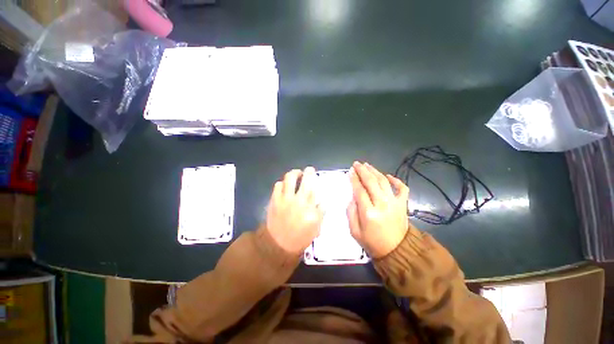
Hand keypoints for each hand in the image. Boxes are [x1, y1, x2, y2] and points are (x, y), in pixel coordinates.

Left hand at [266, 167, 323, 253]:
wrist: (279, 244)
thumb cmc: (300, 237)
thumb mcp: (316, 227)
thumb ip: (321, 212)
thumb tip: (322, 200)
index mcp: (310, 208)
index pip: (314, 187)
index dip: (314, 176)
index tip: (314, 173)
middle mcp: (298, 200)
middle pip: (304, 179)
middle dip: (307, 171)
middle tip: (308, 170)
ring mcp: (285, 199)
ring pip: (289, 178)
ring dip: (294, 173)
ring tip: (296, 174)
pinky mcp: (274, 200)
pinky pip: (278, 185)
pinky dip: (282, 183)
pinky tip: (284, 185)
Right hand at [347, 162, 409, 257]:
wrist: (397, 251)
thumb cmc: (372, 242)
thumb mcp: (354, 231)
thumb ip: (351, 212)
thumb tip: (352, 197)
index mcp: (368, 212)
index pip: (359, 190)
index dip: (354, 179)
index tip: (350, 171)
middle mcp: (382, 204)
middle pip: (371, 182)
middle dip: (362, 171)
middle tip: (356, 163)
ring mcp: (394, 203)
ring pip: (384, 181)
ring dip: (375, 171)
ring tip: (367, 165)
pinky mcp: (402, 204)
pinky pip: (402, 188)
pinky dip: (396, 180)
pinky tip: (388, 176)